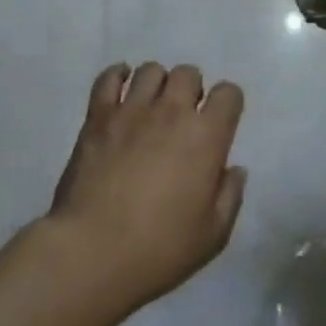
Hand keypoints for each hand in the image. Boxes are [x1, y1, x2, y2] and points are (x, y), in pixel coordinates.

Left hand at [46, 62, 246, 314]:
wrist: (90, 254)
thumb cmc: (158, 249)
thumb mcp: (212, 235)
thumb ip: (230, 196)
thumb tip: (234, 169)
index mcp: (206, 136)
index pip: (229, 93)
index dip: (227, 104)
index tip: (220, 122)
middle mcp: (173, 111)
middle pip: (189, 73)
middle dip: (190, 90)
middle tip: (182, 118)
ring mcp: (133, 109)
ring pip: (151, 70)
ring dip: (157, 84)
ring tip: (151, 107)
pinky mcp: (98, 117)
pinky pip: (109, 78)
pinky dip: (117, 77)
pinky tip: (120, 92)